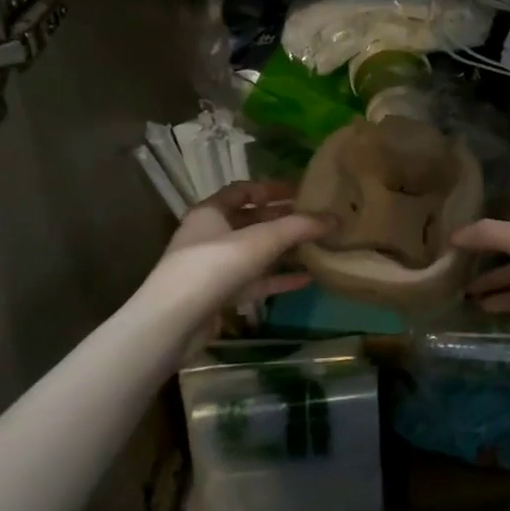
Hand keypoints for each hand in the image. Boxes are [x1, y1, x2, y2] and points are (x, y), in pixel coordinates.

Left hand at [144, 181, 332, 319]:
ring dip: (283, 250)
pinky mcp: (220, 296)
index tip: (301, 191)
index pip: (242, 191)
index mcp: (211, 212)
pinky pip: (256, 282)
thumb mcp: (261, 240)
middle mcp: (210, 236)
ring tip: (316, 247)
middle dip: (283, 220)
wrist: (174, 322)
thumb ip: (299, 227)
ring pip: (255, 253)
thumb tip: (335, 218)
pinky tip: (307, 279)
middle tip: (315, 219)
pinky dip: (279, 279)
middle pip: (251, 222)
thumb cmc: (214, 266)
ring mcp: (214, 268)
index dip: (271, 188)